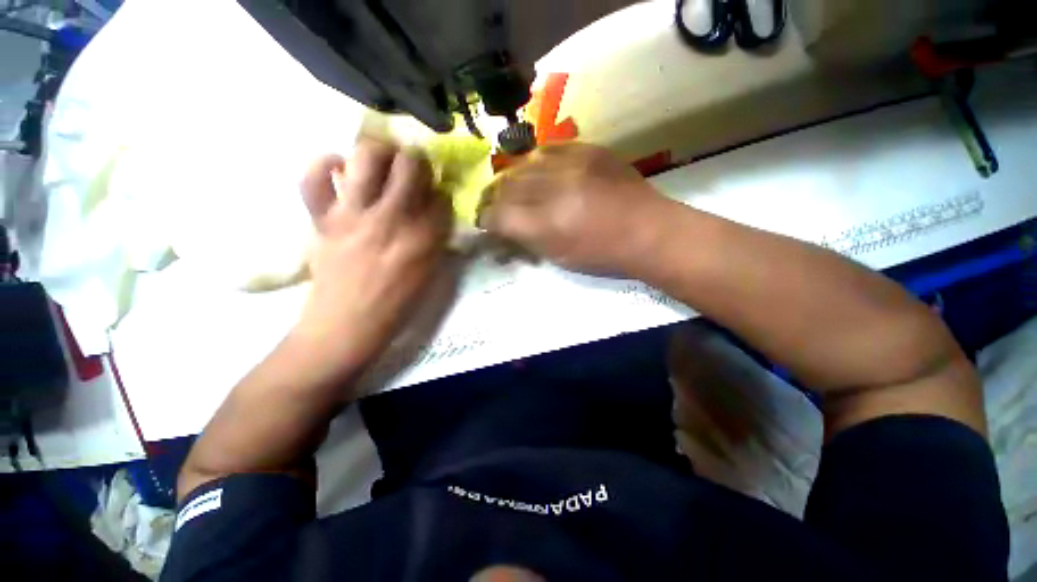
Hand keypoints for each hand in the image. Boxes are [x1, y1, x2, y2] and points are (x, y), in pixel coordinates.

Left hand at [293, 139, 451, 387]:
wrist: (347, 325)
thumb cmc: (396, 304)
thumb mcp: (430, 273)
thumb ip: (435, 238)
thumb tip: (433, 209)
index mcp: (424, 238)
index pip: (440, 195)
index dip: (440, 189)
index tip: (436, 193)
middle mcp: (392, 219)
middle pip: (409, 166)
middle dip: (416, 160)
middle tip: (413, 168)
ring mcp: (353, 215)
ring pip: (366, 158)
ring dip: (379, 151)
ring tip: (382, 159)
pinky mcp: (322, 219)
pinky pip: (312, 177)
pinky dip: (323, 163)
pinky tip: (337, 167)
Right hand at [478, 143, 671, 276]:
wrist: (648, 230)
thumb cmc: (602, 254)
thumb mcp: (558, 257)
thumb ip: (526, 239)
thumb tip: (503, 227)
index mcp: (547, 225)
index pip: (498, 215)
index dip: (486, 219)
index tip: (486, 222)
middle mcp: (554, 190)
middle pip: (506, 185)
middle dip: (494, 198)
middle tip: (496, 205)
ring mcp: (572, 164)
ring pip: (523, 164)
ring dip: (513, 178)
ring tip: (515, 188)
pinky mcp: (587, 149)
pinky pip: (548, 149)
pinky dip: (537, 162)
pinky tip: (539, 172)